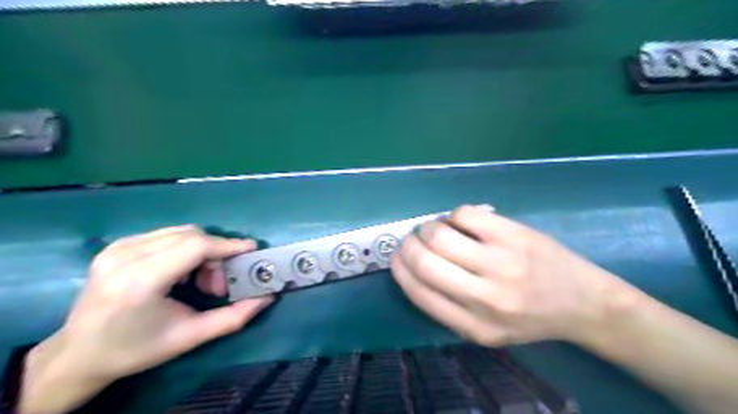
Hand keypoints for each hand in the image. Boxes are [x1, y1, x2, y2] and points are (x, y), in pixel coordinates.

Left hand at [21, 226, 272, 412]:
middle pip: (191, 235)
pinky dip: (185, 249)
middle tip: (220, 283)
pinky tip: (181, 272)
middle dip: (216, 254)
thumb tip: (267, 297)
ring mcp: (118, 248)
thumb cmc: (137, 349)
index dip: (228, 244)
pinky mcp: (116, 245)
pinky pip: (167, 235)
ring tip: (200, 280)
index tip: (251, 250)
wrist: (78, 355)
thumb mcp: (190, 337)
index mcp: (141, 280)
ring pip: (181, 233)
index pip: (195, 246)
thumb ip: (234, 317)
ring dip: (202, 251)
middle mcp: (126, 256)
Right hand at [388, 206, 637, 346]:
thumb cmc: (529, 318)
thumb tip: (412, 268)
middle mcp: (485, 297)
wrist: (584, 303)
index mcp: (474, 326)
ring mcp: (501, 262)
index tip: (396, 257)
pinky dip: (453, 216)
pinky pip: (464, 214)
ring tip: (434, 229)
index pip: (419, 292)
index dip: (400, 269)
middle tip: (411, 239)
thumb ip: (447, 307)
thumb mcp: (486, 331)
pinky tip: (461, 222)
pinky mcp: (514, 234)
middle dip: (407, 245)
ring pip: (440, 235)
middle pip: (425, 262)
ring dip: (427, 228)